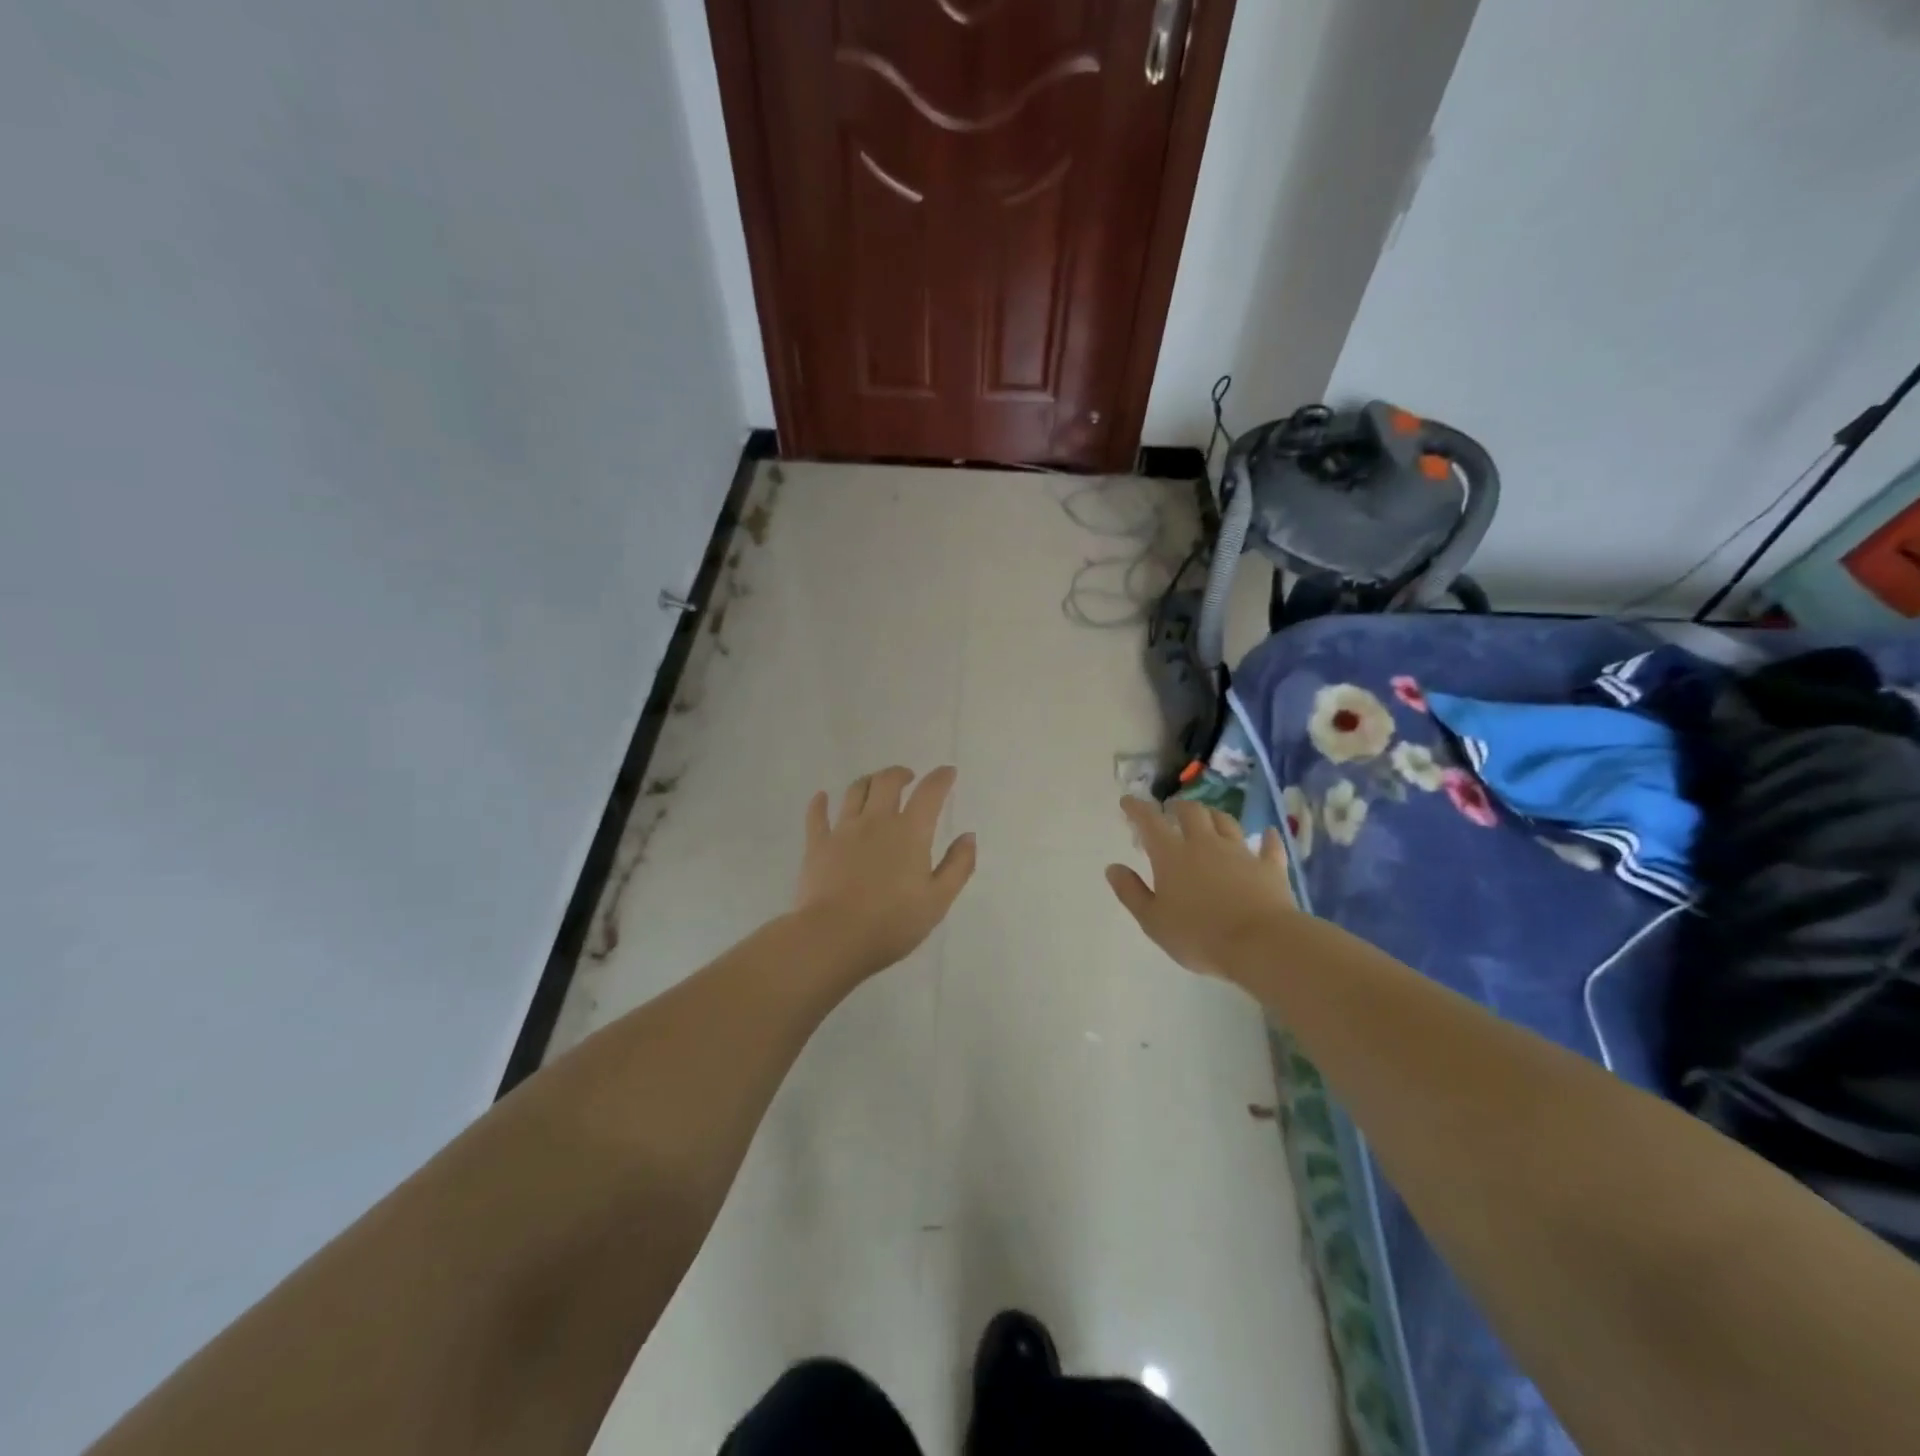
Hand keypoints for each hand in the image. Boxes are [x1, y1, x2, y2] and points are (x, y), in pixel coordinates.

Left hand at [793, 766, 976, 979]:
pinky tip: (822, 797)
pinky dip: (820, 803)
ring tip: (875, 785)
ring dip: (868, 782)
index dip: (941, 778)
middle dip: (900, 774)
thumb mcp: (938, 900)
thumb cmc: (892, 922)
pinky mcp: (817, 845)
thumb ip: (957, 866)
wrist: (834, 937)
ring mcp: (843, 830)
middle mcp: (876, 821)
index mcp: (910, 832)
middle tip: (908, 778)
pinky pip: (817, 816)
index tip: (948, 772)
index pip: (929, 793)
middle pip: (887, 782)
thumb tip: (968, 836)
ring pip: (855, 791)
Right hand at [1106, 797, 1296, 981]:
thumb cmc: (1198, 935)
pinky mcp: (1269, 867)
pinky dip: (1267, 838)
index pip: (1150, 822)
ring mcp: (1240, 853)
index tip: (1128, 801)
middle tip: (1173, 810)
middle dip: (1179, 807)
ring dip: (1214, 816)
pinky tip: (1268, 834)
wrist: (1260, 944)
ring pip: (1226, 822)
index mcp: (1172, 855)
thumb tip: (1113, 867)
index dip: (1137, 808)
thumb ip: (1131, 892)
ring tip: (1208, 818)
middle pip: (1192, 812)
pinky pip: (1269, 846)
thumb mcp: (1153, 920)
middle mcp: (1205, 844)